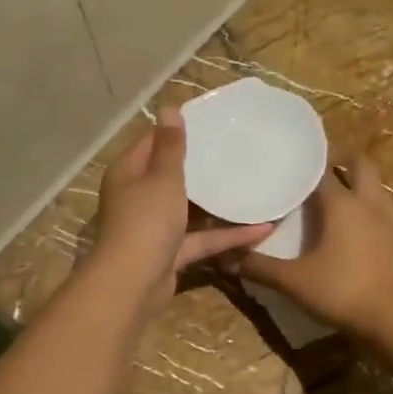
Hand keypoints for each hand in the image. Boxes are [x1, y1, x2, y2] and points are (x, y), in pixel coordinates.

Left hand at [91, 108, 271, 318]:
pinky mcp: (171, 253)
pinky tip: (263, 229)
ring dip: (217, 201)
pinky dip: (228, 235)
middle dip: (201, 165)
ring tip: (251, 183)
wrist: (133, 284)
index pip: (152, 141)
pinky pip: (202, 238)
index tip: (211, 122)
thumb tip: (168, 109)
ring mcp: (155, 227)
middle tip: (236, 150)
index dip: (178, 130)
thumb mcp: (162, 178)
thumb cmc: (146, 221)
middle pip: (170, 175)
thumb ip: (170, 147)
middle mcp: (139, 196)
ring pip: (189, 208)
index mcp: (129, 172)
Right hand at [237, 155, 392, 335]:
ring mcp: (386, 223)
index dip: (303, 163)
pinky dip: (365, 209)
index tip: (285, 160)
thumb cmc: (343, 290)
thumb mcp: (293, 281)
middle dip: (341, 160)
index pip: (321, 169)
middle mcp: (367, 204)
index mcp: (342, 203)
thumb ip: (259, 268)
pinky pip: (380, 211)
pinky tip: (349, 226)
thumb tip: (225, 259)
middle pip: (360, 165)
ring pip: (375, 187)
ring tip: (333, 192)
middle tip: (315, 168)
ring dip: (357, 183)